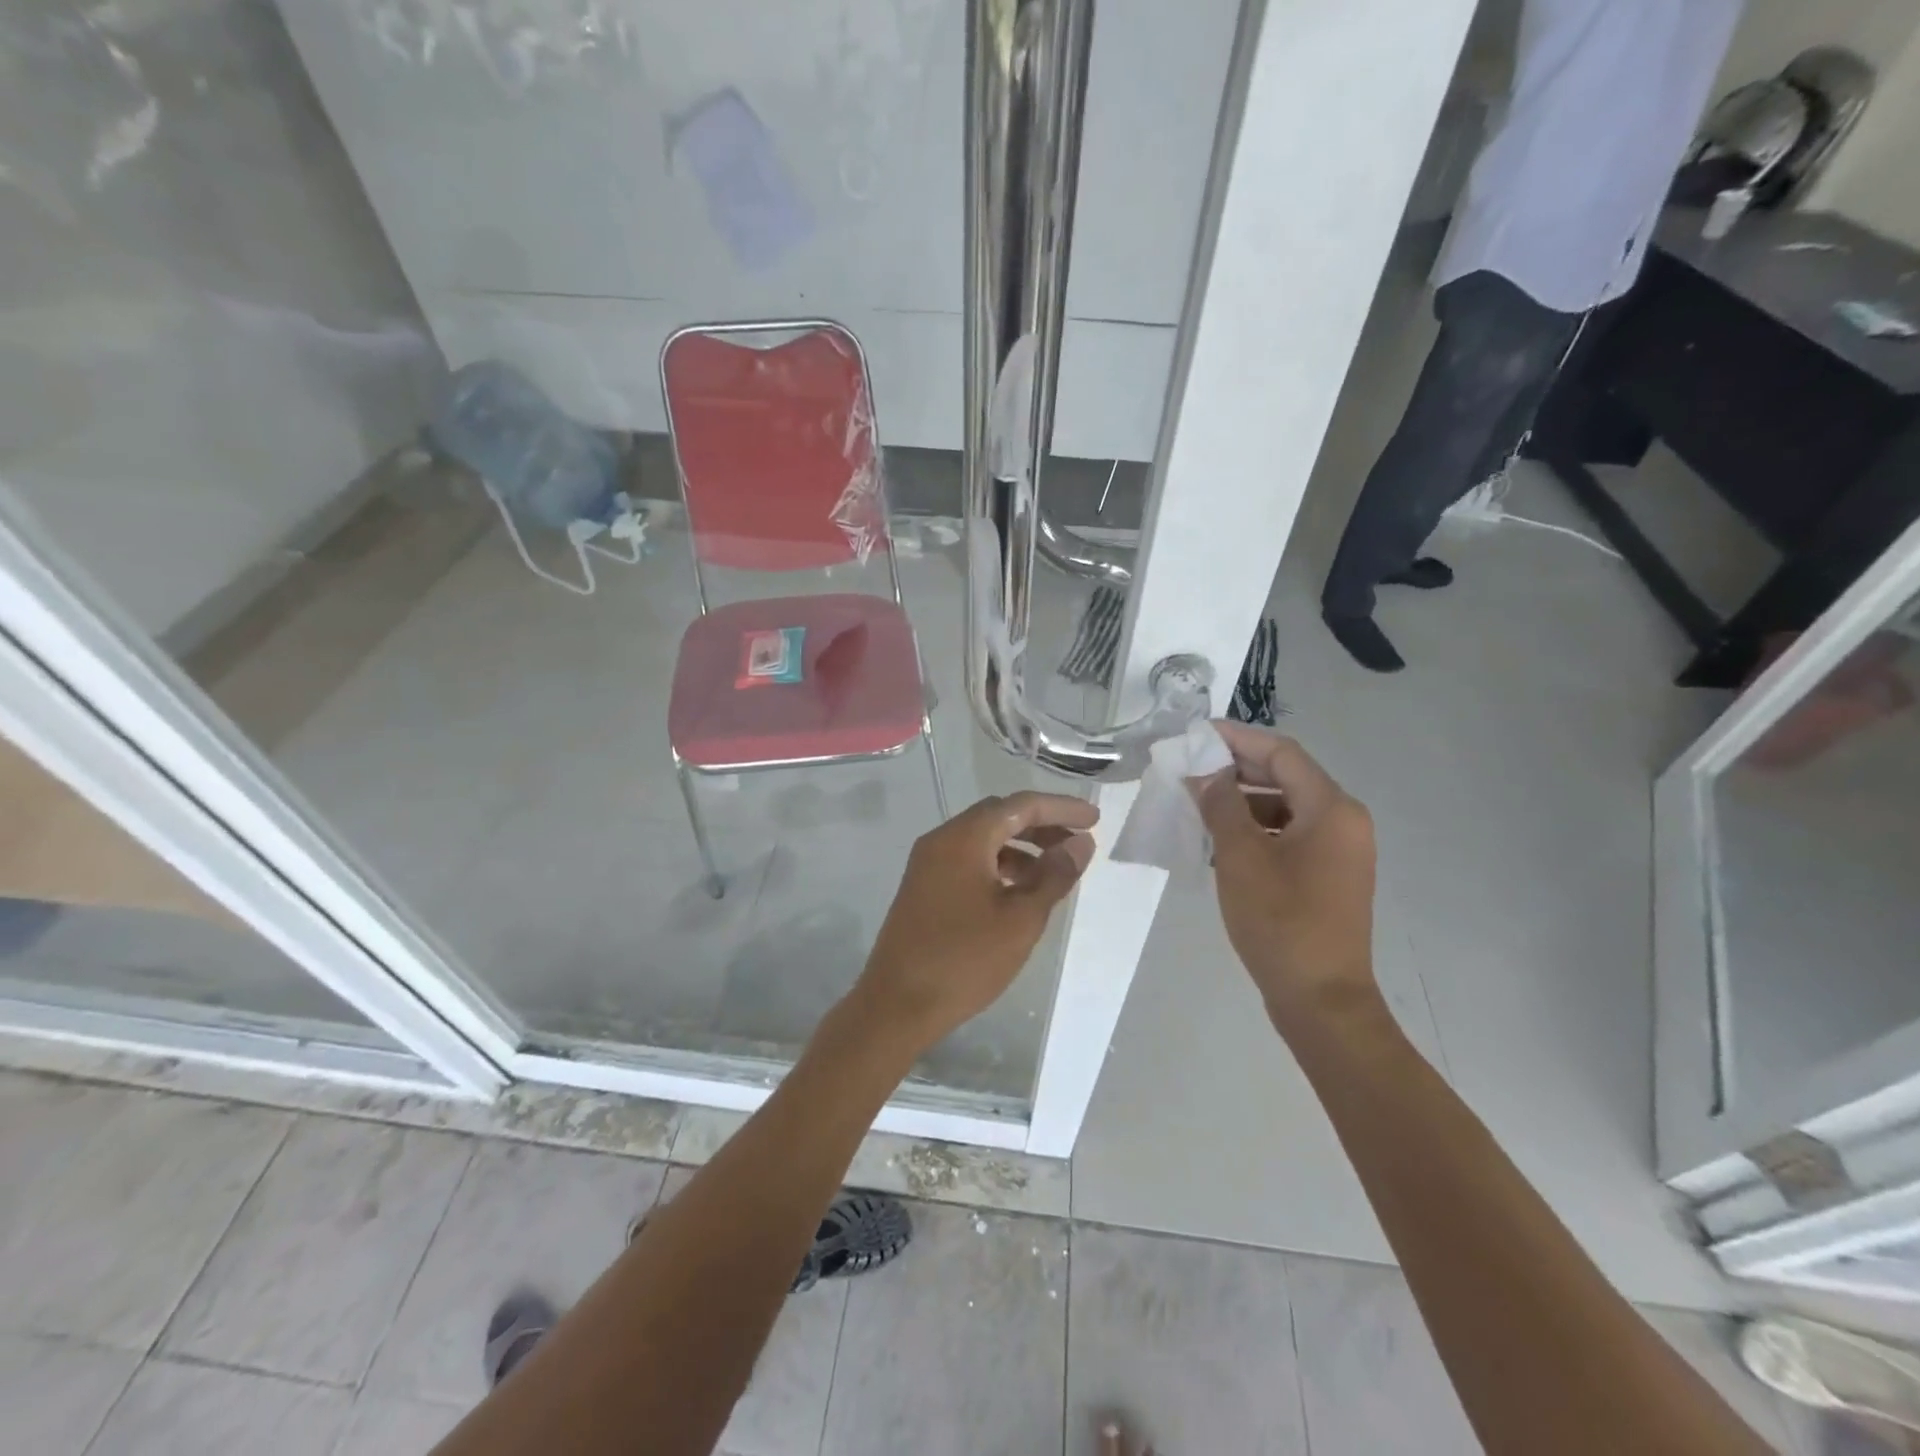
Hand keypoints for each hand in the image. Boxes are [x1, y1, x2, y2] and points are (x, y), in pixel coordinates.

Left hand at [852, 791, 1098, 1050]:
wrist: (897, 1004)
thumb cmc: (964, 960)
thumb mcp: (1021, 919)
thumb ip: (1054, 876)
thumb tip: (1080, 844)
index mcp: (964, 837)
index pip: (1021, 805)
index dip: (1061, 809)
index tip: (1094, 821)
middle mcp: (942, 839)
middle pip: (999, 816)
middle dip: (1042, 825)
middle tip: (1078, 844)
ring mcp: (928, 863)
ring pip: (983, 839)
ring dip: (1021, 847)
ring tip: (1055, 872)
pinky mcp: (924, 886)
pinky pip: (968, 860)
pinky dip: (999, 865)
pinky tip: (1020, 891)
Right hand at [1189, 722, 1379, 1025]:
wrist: (1321, 999)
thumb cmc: (1281, 922)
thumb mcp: (1240, 857)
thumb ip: (1221, 804)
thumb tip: (1203, 771)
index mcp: (1332, 809)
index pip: (1282, 753)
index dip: (1238, 738)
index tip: (1196, 734)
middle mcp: (1344, 821)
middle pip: (1286, 776)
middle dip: (1236, 769)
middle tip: (1189, 767)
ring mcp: (1339, 850)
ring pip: (1285, 806)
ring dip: (1242, 800)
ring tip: (1197, 803)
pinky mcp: (1328, 874)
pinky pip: (1289, 834)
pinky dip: (1255, 828)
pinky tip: (1220, 839)